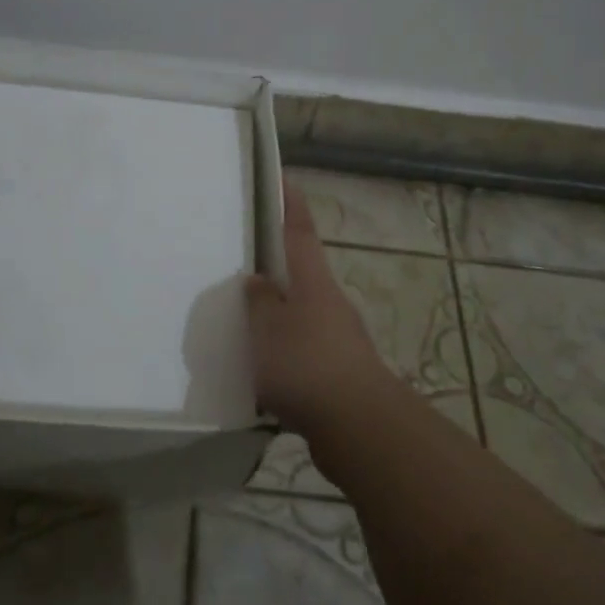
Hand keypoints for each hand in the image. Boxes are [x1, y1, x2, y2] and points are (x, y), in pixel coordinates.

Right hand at [245, 184, 400, 434]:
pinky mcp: (338, 370)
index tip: (284, 178)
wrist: (358, 426)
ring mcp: (338, 337)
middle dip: (278, 264)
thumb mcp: (267, 329)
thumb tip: (257, 280)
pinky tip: (262, 366)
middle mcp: (330, 303)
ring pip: (302, 312)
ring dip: (279, 311)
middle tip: (247, 260)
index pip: (299, 231)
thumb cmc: (306, 365)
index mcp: (313, 282)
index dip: (290, 204)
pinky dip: (283, 348)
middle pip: (302, 272)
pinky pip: (303, 348)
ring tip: (246, 318)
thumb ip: (259, 302)